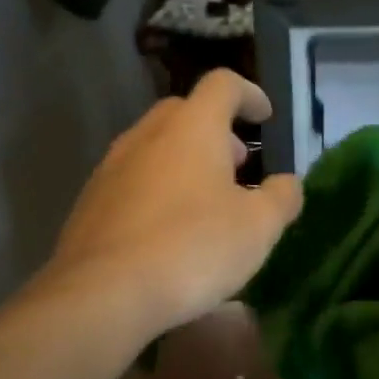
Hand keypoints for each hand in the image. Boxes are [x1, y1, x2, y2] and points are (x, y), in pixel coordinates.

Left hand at [50, 71, 302, 337]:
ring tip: (207, 202)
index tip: (265, 117)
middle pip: (184, 112)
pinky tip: (169, 231)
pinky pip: (133, 181)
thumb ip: (281, 197)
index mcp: (192, 128)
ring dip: (185, 162)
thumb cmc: (193, 248)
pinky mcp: (91, 202)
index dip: (249, 95)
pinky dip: (158, 190)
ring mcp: (112, 168)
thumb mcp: (258, 227)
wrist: (104, 293)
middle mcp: (147, 135)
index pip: (223, 85)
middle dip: (216, 131)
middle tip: (238, 164)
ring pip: (155, 148)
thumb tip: (287, 183)